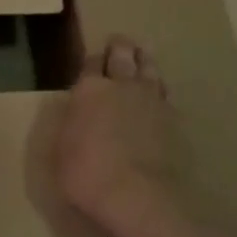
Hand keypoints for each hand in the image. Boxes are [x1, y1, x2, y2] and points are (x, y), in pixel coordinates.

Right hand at [54, 35, 195, 236]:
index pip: (91, 62)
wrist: (138, 195)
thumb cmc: (87, 174)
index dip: (93, 59)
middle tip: (120, 42)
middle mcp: (122, 86)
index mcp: (90, 89)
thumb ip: (73, 123)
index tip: (95, 57)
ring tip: (143, 56)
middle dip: (120, 47)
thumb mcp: (62, 149)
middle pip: (123, 56)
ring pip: (149, 69)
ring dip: (144, 60)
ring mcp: (151, 100)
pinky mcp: (173, 118)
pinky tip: (159, 93)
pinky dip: (160, 89)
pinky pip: (165, 94)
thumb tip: (79, 111)